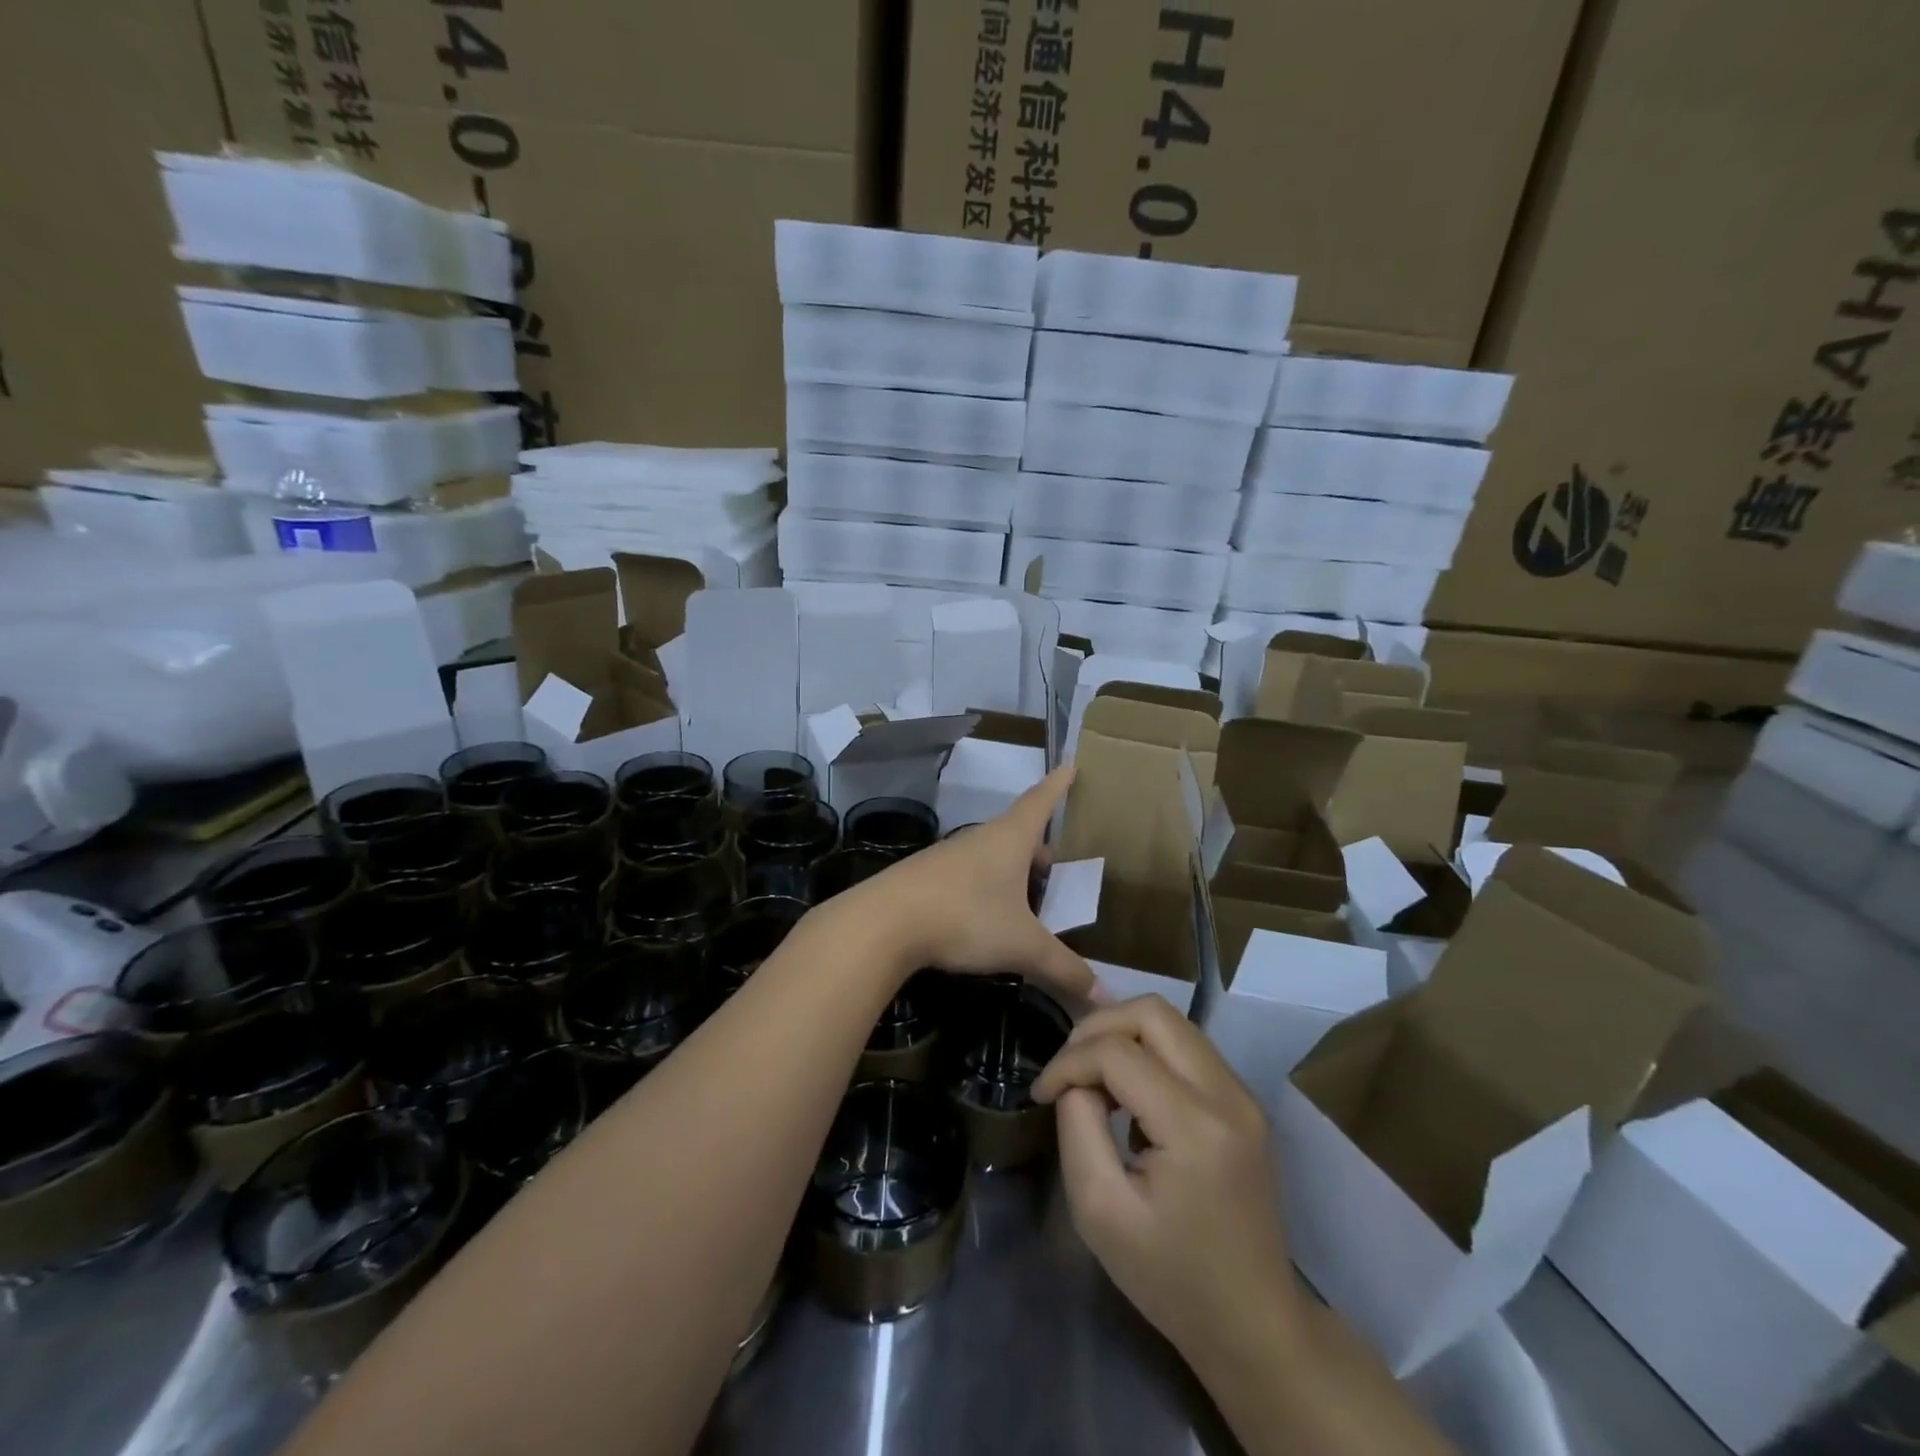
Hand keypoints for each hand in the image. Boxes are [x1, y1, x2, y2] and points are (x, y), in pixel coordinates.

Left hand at [835, 768, 1095, 1004]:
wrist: (884, 922)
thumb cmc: (965, 917)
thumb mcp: (1022, 946)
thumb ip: (1064, 969)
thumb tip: (1105, 997)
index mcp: (1010, 839)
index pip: (1041, 801)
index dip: (1058, 786)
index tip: (1070, 765)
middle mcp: (980, 839)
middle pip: (1017, 832)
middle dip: (1039, 844)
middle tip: (1056, 864)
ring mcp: (950, 856)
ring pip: (991, 854)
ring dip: (1011, 869)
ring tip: (1027, 897)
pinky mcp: (928, 877)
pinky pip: (969, 874)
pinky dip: (987, 887)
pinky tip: (986, 916)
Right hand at [1033, 996, 1306, 1372]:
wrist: (1255, 1325)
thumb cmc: (1172, 1279)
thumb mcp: (1100, 1212)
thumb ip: (1078, 1128)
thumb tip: (1075, 1081)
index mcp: (1195, 1127)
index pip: (1117, 1052)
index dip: (1068, 1062)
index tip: (1041, 1093)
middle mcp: (1227, 1095)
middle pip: (1152, 1011)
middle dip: (1097, 1027)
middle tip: (1068, 1068)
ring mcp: (1242, 1096)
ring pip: (1172, 1021)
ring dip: (1124, 1035)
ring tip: (1094, 1078)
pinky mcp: (1244, 1103)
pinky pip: (1188, 1047)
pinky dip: (1149, 1051)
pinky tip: (1130, 1094)